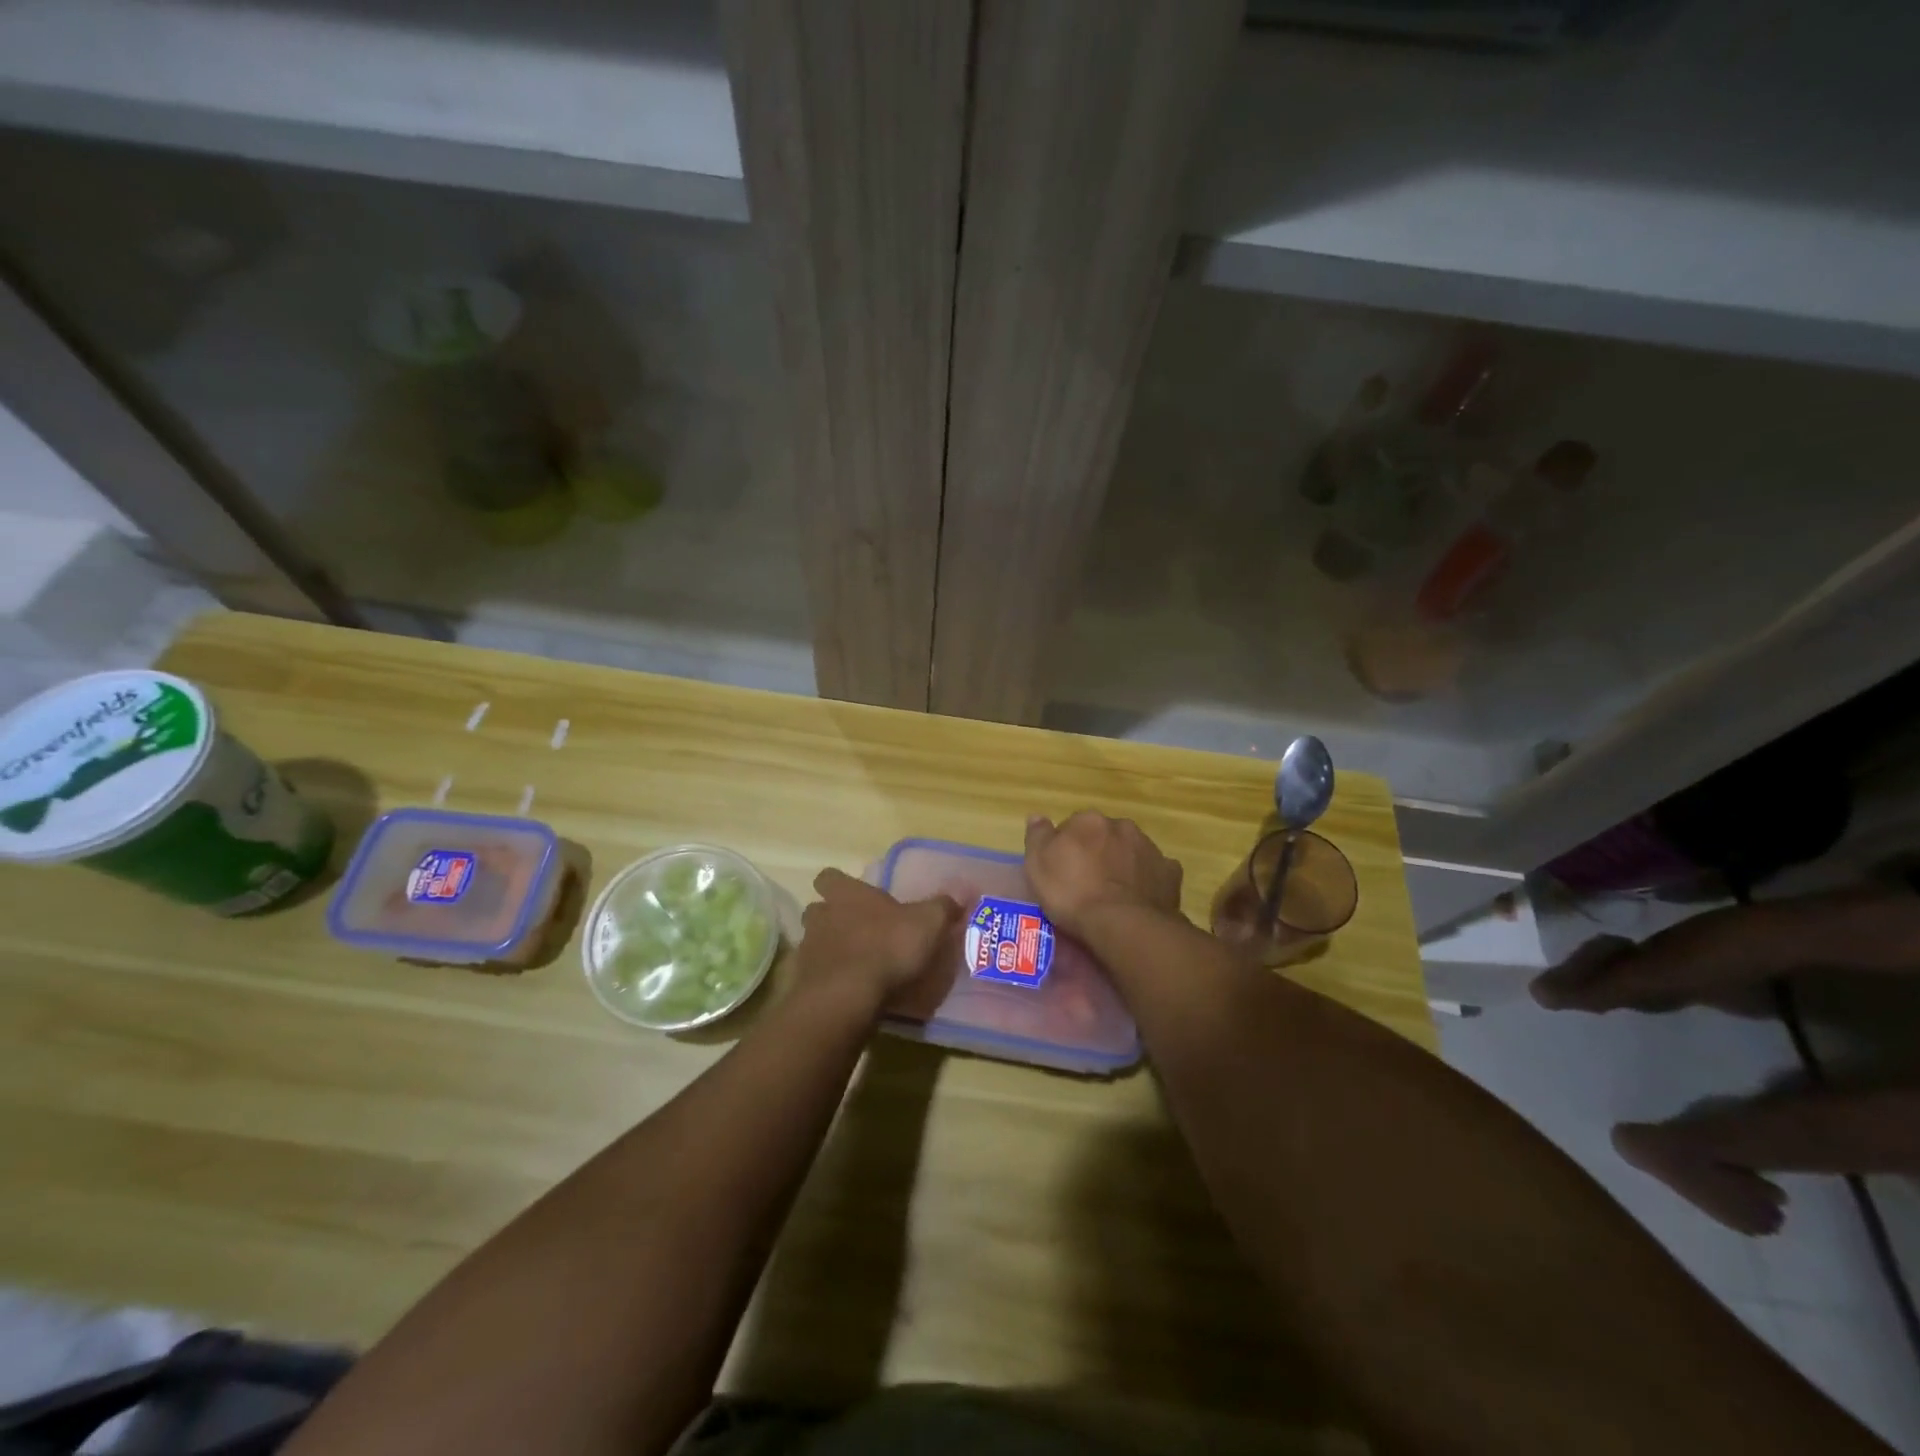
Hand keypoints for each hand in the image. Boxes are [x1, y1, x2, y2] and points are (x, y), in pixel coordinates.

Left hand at [795, 868, 960, 1018]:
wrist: (847, 997)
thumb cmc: (887, 948)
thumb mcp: (928, 923)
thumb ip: (943, 907)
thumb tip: (960, 895)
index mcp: (847, 894)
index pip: (830, 877)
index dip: (839, 884)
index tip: (854, 895)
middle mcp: (821, 916)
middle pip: (818, 910)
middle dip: (832, 918)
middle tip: (856, 932)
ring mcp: (808, 950)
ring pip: (813, 942)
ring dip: (829, 950)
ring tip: (853, 965)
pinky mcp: (802, 983)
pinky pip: (812, 976)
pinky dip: (826, 981)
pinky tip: (845, 992)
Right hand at [1024, 811, 1183, 940]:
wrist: (1122, 924)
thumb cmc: (1072, 893)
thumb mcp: (1038, 865)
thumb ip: (1037, 836)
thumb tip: (1037, 817)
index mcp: (1088, 821)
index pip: (1073, 826)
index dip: (1066, 848)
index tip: (1062, 871)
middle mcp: (1121, 827)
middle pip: (1104, 836)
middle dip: (1098, 852)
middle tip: (1087, 883)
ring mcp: (1149, 848)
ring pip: (1131, 851)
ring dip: (1123, 864)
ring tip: (1113, 895)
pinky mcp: (1169, 873)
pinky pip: (1156, 872)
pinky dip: (1147, 881)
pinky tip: (1139, 899)